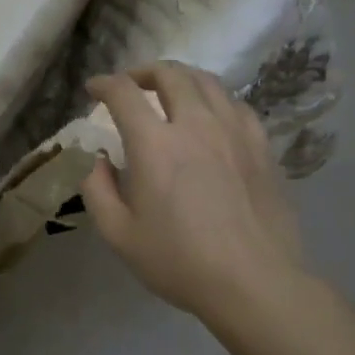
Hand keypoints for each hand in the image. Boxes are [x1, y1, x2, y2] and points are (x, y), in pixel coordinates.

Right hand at [80, 63, 305, 330]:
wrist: (255, 283)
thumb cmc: (179, 261)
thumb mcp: (118, 233)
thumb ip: (96, 188)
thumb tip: (95, 157)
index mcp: (155, 144)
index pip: (124, 93)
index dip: (103, 84)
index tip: (93, 89)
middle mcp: (195, 125)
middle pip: (170, 74)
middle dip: (143, 72)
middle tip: (130, 86)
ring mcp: (234, 131)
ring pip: (207, 81)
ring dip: (180, 78)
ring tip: (169, 92)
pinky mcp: (261, 145)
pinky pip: (235, 104)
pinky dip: (213, 99)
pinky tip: (210, 116)